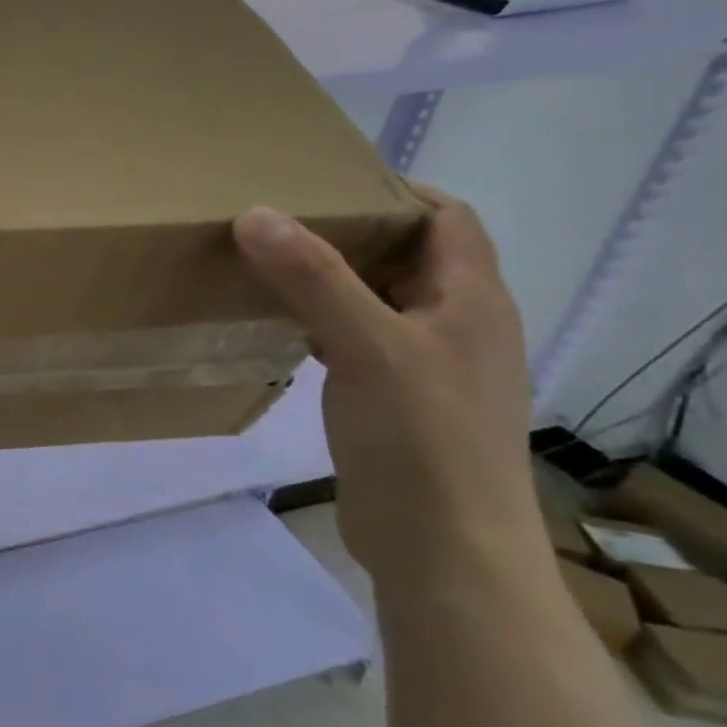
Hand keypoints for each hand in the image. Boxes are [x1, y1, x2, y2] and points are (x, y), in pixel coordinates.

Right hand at [233, 185, 538, 589]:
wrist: (442, 548)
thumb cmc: (421, 437)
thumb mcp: (366, 345)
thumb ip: (313, 276)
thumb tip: (256, 212)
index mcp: (471, 301)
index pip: (448, 219)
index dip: (396, 190)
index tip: (323, 178)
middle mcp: (457, 326)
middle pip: (408, 257)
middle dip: (349, 231)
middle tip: (277, 217)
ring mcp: (427, 367)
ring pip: (377, 300)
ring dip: (330, 278)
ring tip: (266, 263)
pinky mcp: (396, 401)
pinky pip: (357, 340)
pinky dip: (321, 322)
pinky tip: (280, 327)